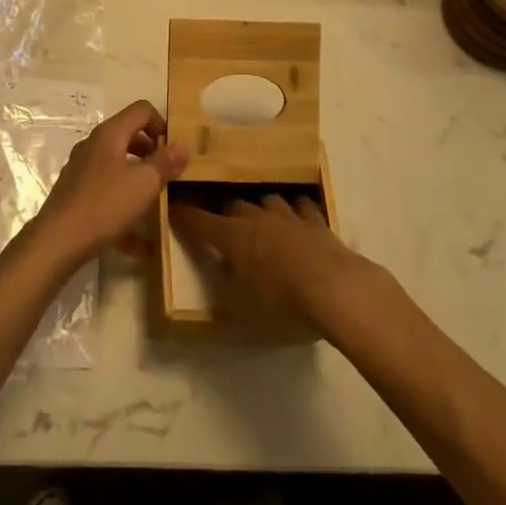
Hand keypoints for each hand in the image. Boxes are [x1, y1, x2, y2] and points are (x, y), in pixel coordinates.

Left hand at [31, 100, 186, 267]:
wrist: (57, 241)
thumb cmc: (105, 205)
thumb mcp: (144, 184)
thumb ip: (165, 163)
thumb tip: (183, 146)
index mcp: (110, 134)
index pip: (141, 110)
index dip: (162, 124)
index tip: (174, 150)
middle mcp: (93, 144)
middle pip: (129, 135)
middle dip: (152, 152)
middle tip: (168, 174)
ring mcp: (82, 168)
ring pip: (118, 165)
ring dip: (139, 179)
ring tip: (156, 203)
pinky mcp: (76, 192)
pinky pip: (107, 191)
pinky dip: (124, 206)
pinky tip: (139, 244)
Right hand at [169, 194, 382, 332]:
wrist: (332, 287)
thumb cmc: (280, 299)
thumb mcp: (241, 305)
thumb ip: (226, 286)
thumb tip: (219, 274)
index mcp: (231, 235)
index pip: (198, 221)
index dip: (183, 216)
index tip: (172, 210)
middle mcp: (255, 217)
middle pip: (233, 205)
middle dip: (225, 213)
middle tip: (224, 225)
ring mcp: (286, 214)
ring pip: (266, 200)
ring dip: (260, 208)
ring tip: (260, 217)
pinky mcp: (314, 220)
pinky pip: (301, 206)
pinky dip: (296, 209)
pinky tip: (297, 214)